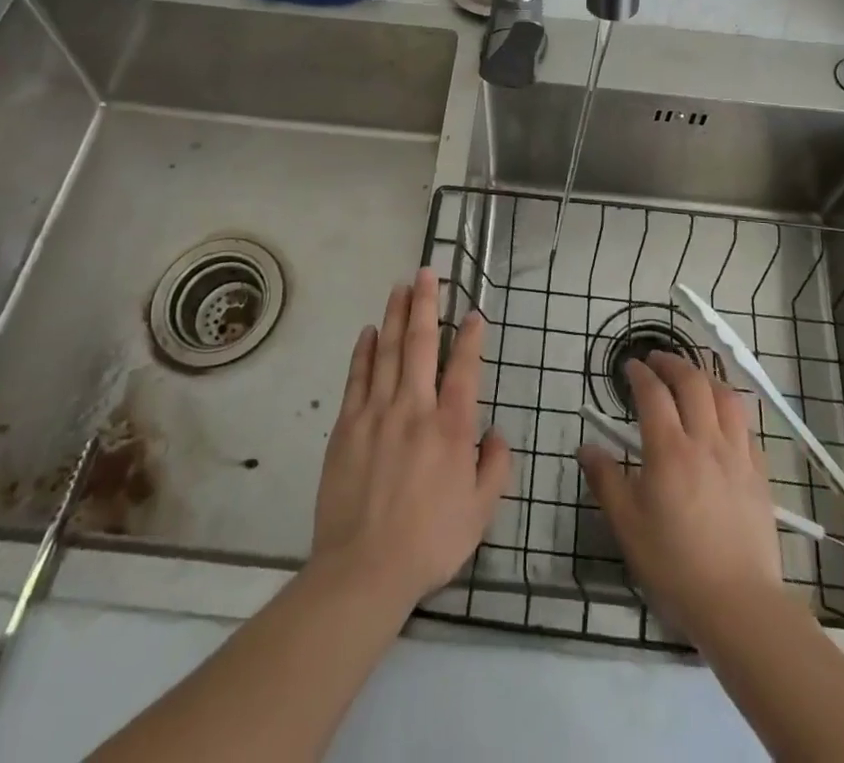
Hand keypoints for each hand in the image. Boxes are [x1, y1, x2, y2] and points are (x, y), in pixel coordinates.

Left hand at [311, 269, 512, 610]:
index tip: (474, 312)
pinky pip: (357, 377)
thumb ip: (495, 467)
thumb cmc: (429, 541)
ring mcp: (376, 412)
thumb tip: (496, 432)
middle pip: (420, 343)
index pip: (464, 367)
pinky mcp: (346, 426)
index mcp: (451, 426)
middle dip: (425, 304)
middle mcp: (414, 407)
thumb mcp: (480, 512)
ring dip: (394, 315)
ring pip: (386, 350)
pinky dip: (363, 350)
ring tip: (400, 286)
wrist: (363, 570)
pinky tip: (368, 331)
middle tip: (427, 272)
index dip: (471, 336)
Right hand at [578, 353, 784, 642]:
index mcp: (669, 451)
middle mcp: (705, 441)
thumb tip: (586, 447)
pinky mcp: (759, 472)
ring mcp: (737, 454)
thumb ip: (606, 480)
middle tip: (656, 360)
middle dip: (672, 363)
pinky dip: (729, 406)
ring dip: (704, 376)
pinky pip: (745, 424)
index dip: (640, 374)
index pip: (653, 393)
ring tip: (691, 376)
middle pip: (692, 382)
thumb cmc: (674, 566)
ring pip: (725, 395)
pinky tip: (721, 415)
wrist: (738, 604)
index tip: (629, 367)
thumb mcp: (627, 526)